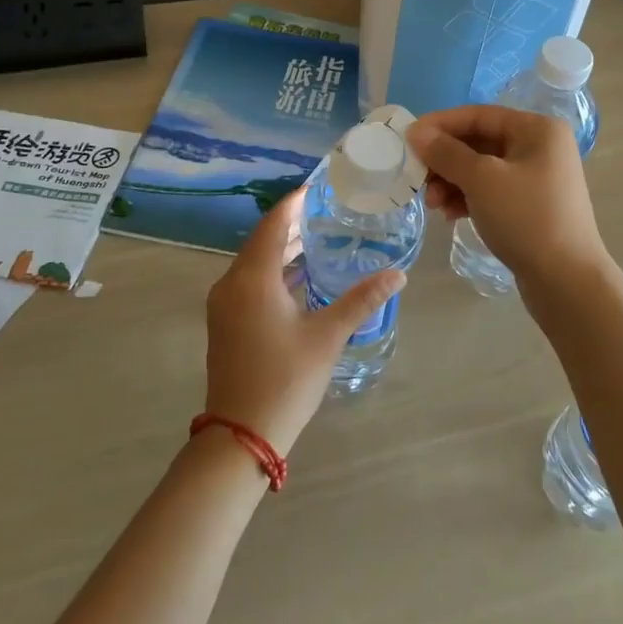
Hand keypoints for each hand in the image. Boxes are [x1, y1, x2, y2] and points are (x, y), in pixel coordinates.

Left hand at [202, 189, 405, 455]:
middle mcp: (232, 283)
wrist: (240, 436)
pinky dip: (274, 270)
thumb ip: (361, 300)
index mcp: (252, 278)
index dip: (295, 202)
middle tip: (328, 210)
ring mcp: (224, 304)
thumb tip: (398, 274)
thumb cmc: (285, 379)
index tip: (320, 187)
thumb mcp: (327, 336)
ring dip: (283, 247)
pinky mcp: (225, 322)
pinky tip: (300, 276)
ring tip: (320, 236)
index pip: (274, 223)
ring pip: (255, 261)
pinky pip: (249, 280)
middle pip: (262, 239)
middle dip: (293, 223)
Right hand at [407, 106, 613, 299]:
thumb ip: (446, 153)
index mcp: (537, 129)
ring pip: (482, 169)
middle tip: (417, 179)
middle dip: (445, 160)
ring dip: (452, 182)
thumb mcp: (481, 180)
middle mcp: (540, 146)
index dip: (440, 125)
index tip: (408, 139)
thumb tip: (416, 133)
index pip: (478, 115)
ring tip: (433, 205)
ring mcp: (537, 178)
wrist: (567, 282)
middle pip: (479, 142)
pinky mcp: (531, 206)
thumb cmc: (526, 218)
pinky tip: (450, 216)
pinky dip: (468, 198)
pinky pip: (491, 190)